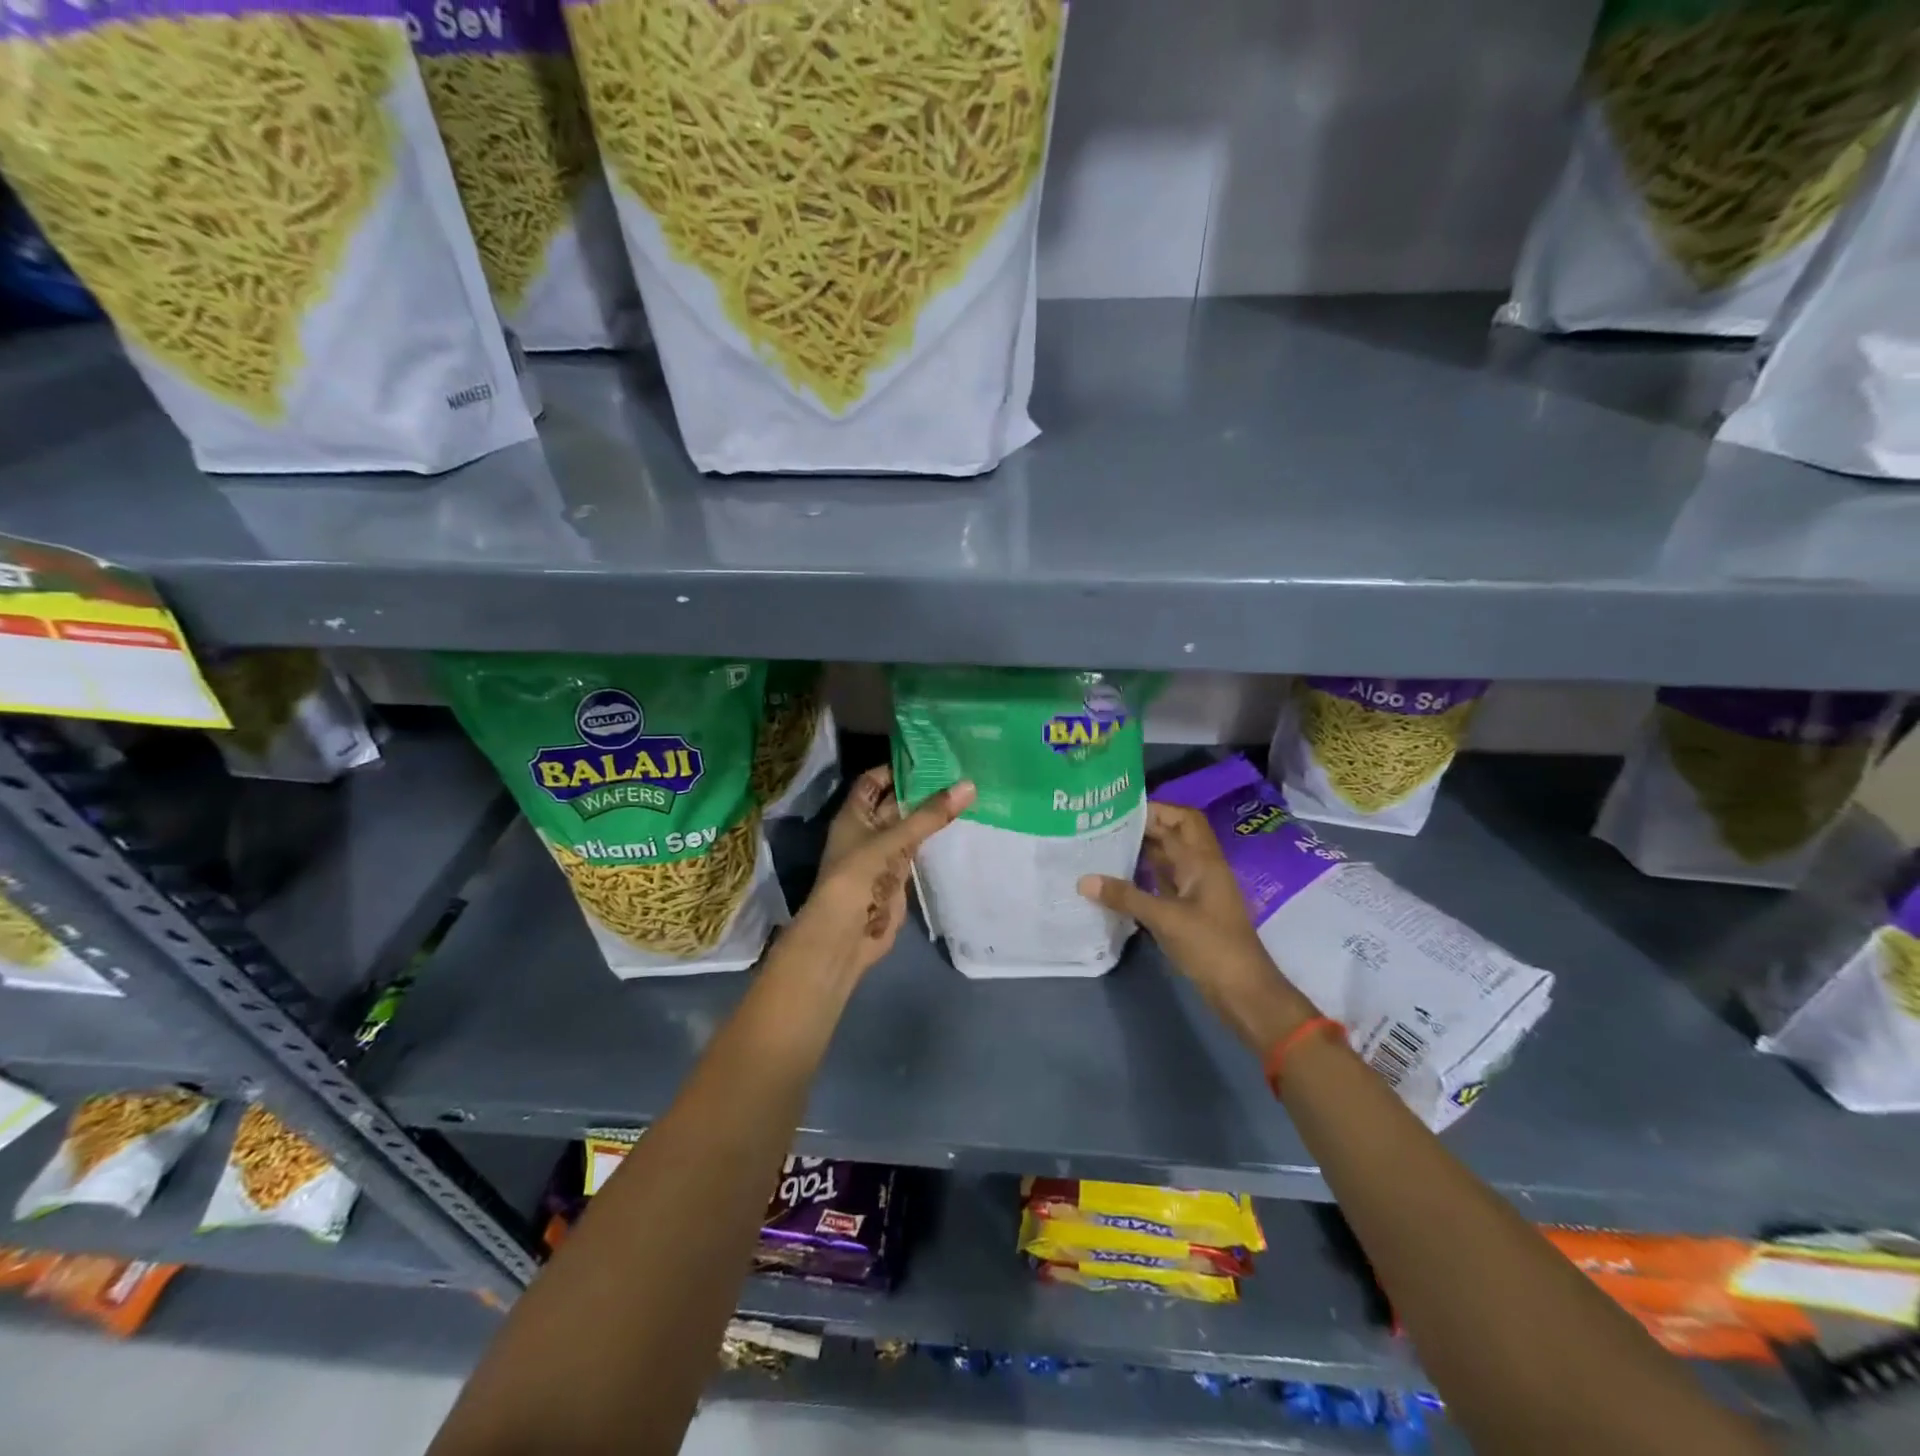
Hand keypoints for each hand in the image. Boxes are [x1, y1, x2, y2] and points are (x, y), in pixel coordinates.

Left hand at [785, 765, 974, 979]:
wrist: (846, 933)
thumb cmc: (859, 875)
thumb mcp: (893, 839)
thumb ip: (930, 815)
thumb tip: (969, 785)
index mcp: (854, 814)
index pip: (874, 780)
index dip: (897, 768)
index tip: (931, 757)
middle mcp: (867, 829)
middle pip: (895, 802)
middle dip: (921, 789)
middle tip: (959, 771)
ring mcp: (883, 853)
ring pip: (909, 826)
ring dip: (931, 814)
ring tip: (966, 793)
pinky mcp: (898, 874)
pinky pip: (918, 849)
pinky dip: (934, 838)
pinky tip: (960, 825)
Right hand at [1077, 801, 1318, 1053]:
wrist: (1243, 991)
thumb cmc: (1211, 947)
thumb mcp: (1165, 919)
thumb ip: (1125, 897)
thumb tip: (1084, 880)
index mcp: (1203, 861)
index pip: (1178, 820)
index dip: (1152, 809)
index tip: (1116, 808)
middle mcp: (1202, 868)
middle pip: (1177, 833)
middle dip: (1147, 825)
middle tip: (1110, 825)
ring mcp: (1198, 890)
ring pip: (1171, 857)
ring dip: (1145, 849)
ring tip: (1107, 844)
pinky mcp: (1192, 910)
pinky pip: (1167, 881)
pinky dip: (1146, 875)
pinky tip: (1119, 879)